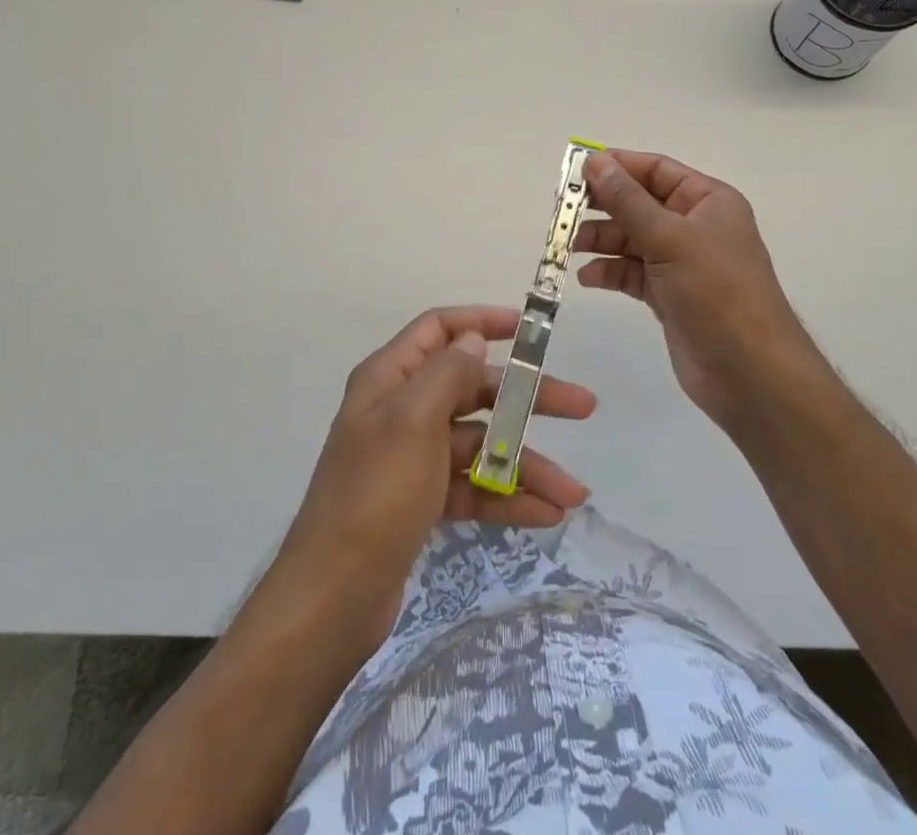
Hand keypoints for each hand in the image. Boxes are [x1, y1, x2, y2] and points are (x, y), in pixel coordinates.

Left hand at [274, 305, 594, 645]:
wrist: (333, 596)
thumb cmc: (375, 494)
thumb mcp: (413, 421)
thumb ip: (447, 373)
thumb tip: (473, 338)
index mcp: (390, 378)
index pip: (439, 329)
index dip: (482, 321)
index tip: (529, 330)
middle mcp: (401, 410)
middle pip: (472, 388)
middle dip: (526, 399)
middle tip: (583, 407)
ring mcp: (412, 457)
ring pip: (480, 444)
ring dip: (526, 463)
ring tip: (574, 492)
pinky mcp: (421, 501)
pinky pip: (473, 487)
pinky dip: (507, 497)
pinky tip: (547, 515)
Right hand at [576, 151, 825, 433]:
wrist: (749, 372)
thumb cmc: (717, 291)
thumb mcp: (670, 238)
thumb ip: (627, 200)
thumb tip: (595, 161)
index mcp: (707, 201)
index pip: (656, 169)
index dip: (617, 165)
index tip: (576, 169)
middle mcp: (694, 226)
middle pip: (638, 203)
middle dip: (602, 205)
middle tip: (562, 209)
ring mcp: (680, 262)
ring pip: (630, 238)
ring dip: (600, 239)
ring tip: (569, 246)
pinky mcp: (668, 294)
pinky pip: (630, 272)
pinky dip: (609, 271)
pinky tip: (588, 278)